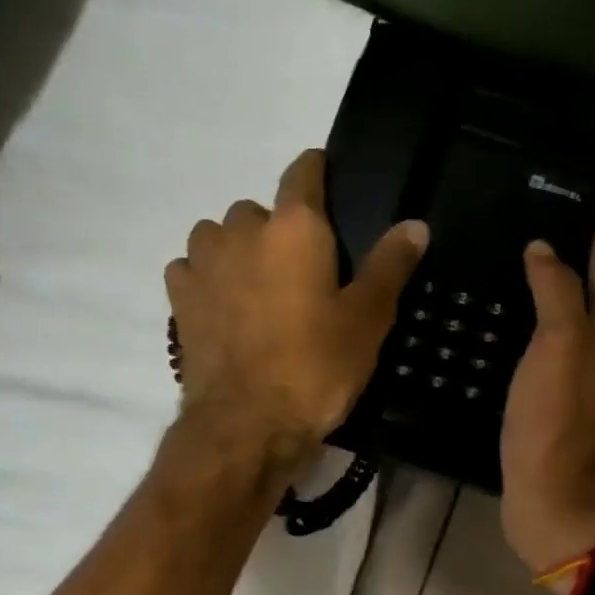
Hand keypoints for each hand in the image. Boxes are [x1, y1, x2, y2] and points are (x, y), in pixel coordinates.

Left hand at [166, 149, 428, 466]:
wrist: (247, 424)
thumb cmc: (316, 369)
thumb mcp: (366, 321)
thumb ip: (389, 266)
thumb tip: (416, 224)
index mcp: (294, 227)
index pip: (305, 170)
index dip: (319, 173)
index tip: (329, 187)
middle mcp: (242, 229)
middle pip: (261, 210)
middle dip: (279, 231)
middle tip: (300, 276)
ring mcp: (203, 262)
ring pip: (220, 236)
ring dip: (237, 251)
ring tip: (257, 292)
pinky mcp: (179, 298)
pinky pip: (191, 269)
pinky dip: (207, 279)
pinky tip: (223, 309)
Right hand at [500, 211, 594, 575]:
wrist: (554, 502)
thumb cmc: (559, 422)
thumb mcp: (561, 345)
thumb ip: (555, 292)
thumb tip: (543, 250)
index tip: (590, 202)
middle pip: (588, 297)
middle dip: (570, 263)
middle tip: (534, 231)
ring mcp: (575, 386)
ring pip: (562, 328)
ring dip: (544, 301)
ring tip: (510, 274)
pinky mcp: (548, 411)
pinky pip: (538, 359)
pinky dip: (524, 339)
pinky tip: (498, 334)